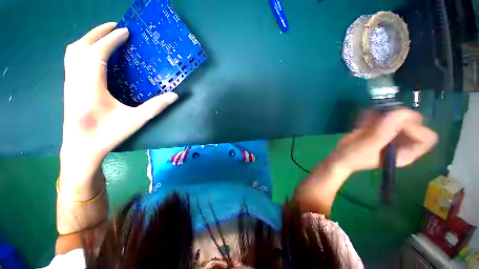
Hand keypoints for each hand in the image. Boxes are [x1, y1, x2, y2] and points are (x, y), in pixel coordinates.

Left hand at [61, 22, 177, 177]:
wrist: (81, 147)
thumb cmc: (107, 134)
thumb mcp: (136, 120)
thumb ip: (156, 106)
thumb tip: (175, 95)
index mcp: (90, 84)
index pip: (98, 52)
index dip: (112, 39)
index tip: (125, 31)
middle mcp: (76, 78)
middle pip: (82, 46)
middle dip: (98, 32)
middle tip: (114, 25)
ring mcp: (69, 82)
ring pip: (72, 51)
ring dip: (88, 38)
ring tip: (103, 35)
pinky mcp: (68, 86)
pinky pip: (71, 60)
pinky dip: (81, 49)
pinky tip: (91, 53)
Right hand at [330, 108, 437, 173]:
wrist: (340, 156)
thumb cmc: (354, 156)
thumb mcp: (369, 146)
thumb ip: (384, 132)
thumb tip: (400, 112)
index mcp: (406, 152)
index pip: (426, 137)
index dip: (415, 129)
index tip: (394, 126)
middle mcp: (403, 142)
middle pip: (416, 123)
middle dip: (400, 117)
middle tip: (382, 118)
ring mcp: (391, 134)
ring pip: (401, 117)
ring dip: (387, 113)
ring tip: (371, 119)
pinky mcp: (380, 129)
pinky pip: (384, 116)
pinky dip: (377, 113)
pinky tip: (366, 117)